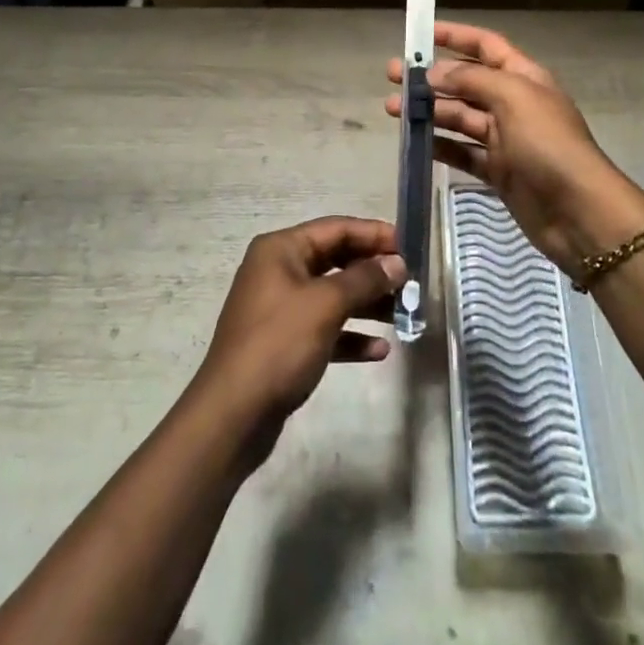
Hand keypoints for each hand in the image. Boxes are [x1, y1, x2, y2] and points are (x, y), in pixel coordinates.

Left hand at [192, 217, 404, 433]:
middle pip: (335, 260)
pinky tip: (380, 350)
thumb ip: (364, 279)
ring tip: (404, 314)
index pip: (335, 229)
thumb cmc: (278, 345)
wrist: (233, 415)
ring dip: (367, 304)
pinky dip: (351, 336)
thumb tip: (396, 263)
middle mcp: (279, 271)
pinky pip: (326, 329)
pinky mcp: (285, 344)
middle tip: (411, 283)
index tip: (409, 246)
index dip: (373, 234)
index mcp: (281, 250)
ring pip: (333, 296)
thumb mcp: (325, 305)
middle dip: (373, 271)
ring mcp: (280, 309)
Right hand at [386, 22, 643, 271]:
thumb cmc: (548, 144)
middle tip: (393, 76)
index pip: (486, 45)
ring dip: (429, 111)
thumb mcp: (513, 98)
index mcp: (523, 77)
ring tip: (393, 110)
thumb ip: (471, 79)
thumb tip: (434, 72)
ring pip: (460, 117)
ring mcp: (505, 139)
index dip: (455, 36)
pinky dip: (440, 146)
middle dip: (431, 77)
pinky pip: (462, 152)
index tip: (420, 35)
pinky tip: (415, 143)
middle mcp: (513, 103)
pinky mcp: (498, 172)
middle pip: (466, 81)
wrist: (579, 213)